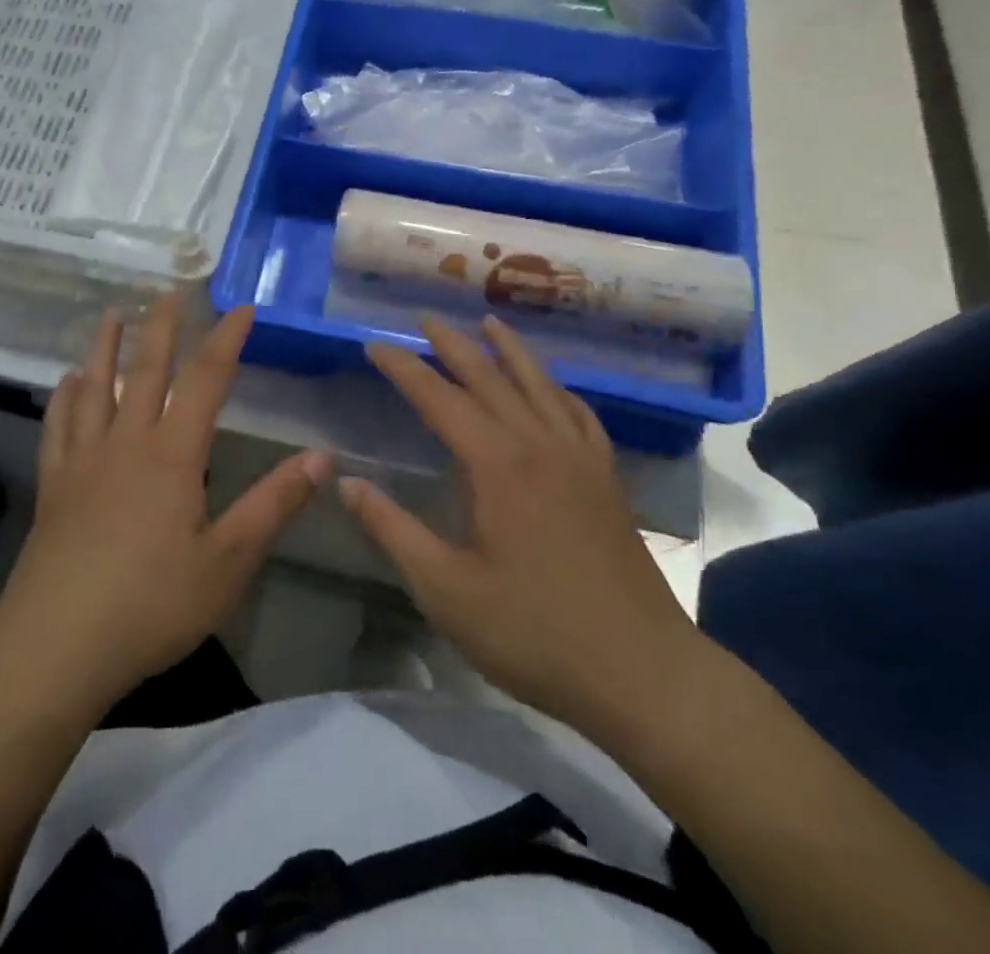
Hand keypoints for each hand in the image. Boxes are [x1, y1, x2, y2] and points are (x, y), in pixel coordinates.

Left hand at [0, 294, 328, 718]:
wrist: (55, 647)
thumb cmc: (151, 605)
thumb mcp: (228, 562)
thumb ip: (273, 505)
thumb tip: (322, 458)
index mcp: (171, 456)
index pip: (205, 381)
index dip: (225, 340)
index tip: (241, 308)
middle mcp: (125, 444)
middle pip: (145, 371)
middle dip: (161, 327)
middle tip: (168, 290)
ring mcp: (83, 462)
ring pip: (94, 387)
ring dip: (105, 346)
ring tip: (111, 314)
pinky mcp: (53, 487)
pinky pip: (57, 427)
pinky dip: (63, 396)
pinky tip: (66, 382)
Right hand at [341, 315, 705, 753]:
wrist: (642, 673)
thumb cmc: (534, 633)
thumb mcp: (445, 590)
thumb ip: (392, 530)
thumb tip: (346, 484)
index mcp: (497, 464)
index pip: (438, 398)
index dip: (403, 369)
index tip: (374, 345)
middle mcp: (539, 443)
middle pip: (489, 377)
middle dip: (452, 344)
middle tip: (424, 317)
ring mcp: (580, 457)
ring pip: (539, 384)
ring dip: (509, 350)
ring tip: (489, 321)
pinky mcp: (607, 477)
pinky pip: (578, 413)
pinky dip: (557, 388)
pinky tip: (551, 387)